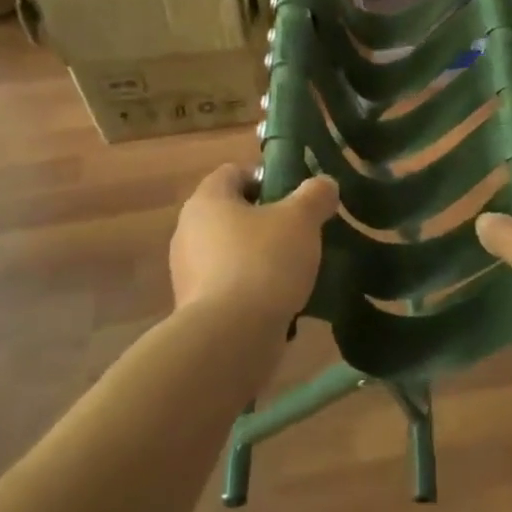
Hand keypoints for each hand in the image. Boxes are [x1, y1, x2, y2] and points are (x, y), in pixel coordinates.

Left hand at [169, 164, 338, 325]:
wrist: (230, 338)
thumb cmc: (263, 262)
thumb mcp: (301, 220)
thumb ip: (315, 195)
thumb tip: (324, 184)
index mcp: (207, 200)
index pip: (234, 173)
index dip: (266, 178)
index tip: (295, 196)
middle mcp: (188, 231)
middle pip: (232, 213)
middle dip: (266, 220)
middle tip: (300, 232)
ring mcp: (187, 272)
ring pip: (230, 251)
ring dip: (258, 256)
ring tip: (293, 270)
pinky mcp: (193, 308)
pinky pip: (227, 285)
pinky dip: (250, 289)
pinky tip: (277, 301)